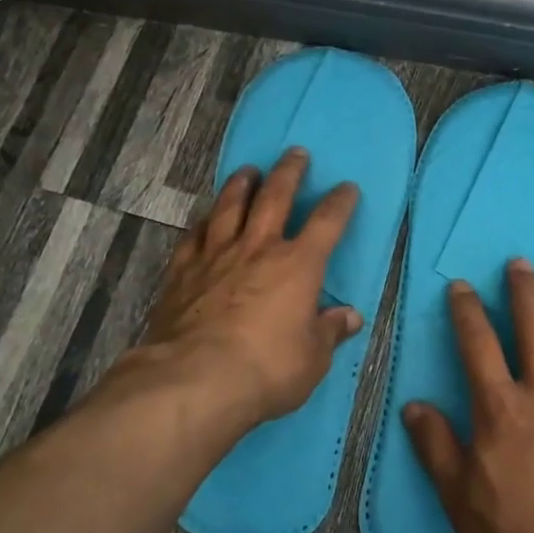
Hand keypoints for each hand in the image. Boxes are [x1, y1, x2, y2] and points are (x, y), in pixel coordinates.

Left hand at [135, 147, 363, 431]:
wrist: (194, 378)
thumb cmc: (265, 368)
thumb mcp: (311, 358)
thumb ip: (329, 332)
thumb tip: (350, 317)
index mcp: (298, 265)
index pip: (326, 223)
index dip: (339, 202)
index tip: (347, 187)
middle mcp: (258, 248)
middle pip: (275, 197)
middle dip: (289, 172)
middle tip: (295, 153)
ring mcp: (217, 255)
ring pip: (230, 206)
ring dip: (242, 184)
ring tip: (248, 170)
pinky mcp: (183, 270)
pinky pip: (195, 234)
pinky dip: (203, 221)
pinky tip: (205, 216)